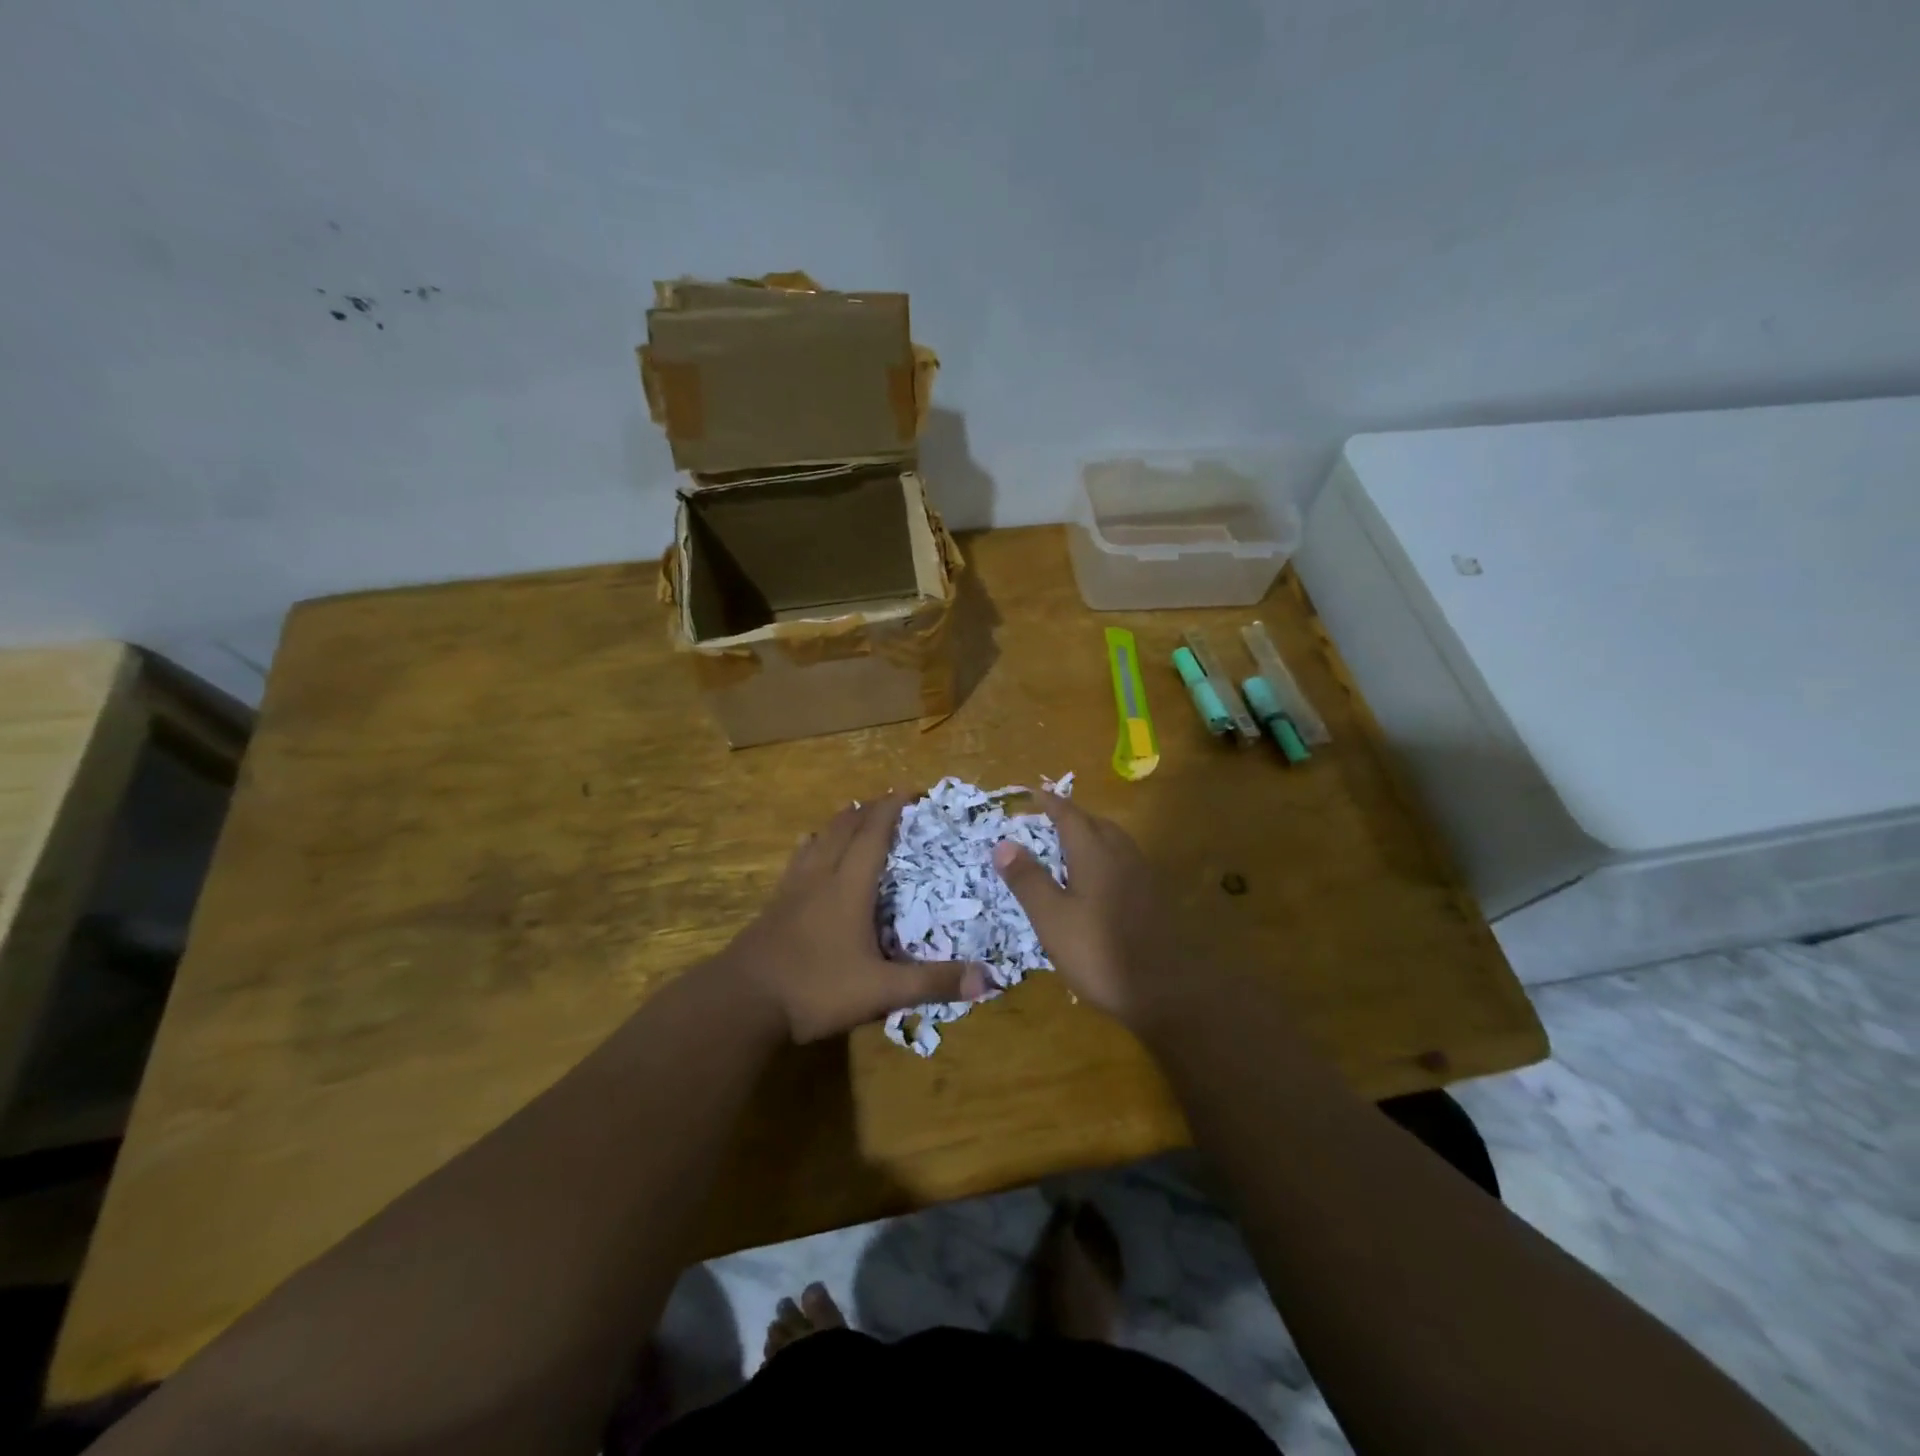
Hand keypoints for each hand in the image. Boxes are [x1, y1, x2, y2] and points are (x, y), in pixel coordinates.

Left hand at [720, 792, 988, 1043]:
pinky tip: (805, 846)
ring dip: (838, 823)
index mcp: (849, 888)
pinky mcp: (773, 907)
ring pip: (817, 841)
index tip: (907, 789)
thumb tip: (988, 979)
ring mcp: (792, 891)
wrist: (741, 1003)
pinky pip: (796, 861)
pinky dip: (809, 845)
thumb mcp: (880, 991)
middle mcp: (821, 878)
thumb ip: (931, 983)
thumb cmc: (815, 989)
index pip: (873, 836)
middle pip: (844, 830)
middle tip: (885, 799)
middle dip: (867, 810)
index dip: (890, 809)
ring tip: (850, 812)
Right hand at [992, 792, 1187, 1030]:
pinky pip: (1125, 861)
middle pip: (1096, 823)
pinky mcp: (1155, 897)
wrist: (1165, 991)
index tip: (1035, 793)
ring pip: (1115, 841)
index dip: (1051, 803)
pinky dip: (1106, 856)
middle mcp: (1122, 855)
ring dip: (1092, 834)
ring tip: (1071, 846)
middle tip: (1049, 820)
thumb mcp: (1051, 918)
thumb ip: (1028, 879)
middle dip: (1072, 817)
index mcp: (1095, 853)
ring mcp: (1143, 876)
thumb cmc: (1098, 952)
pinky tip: (1098, 881)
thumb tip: (1003, 842)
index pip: (1069, 815)